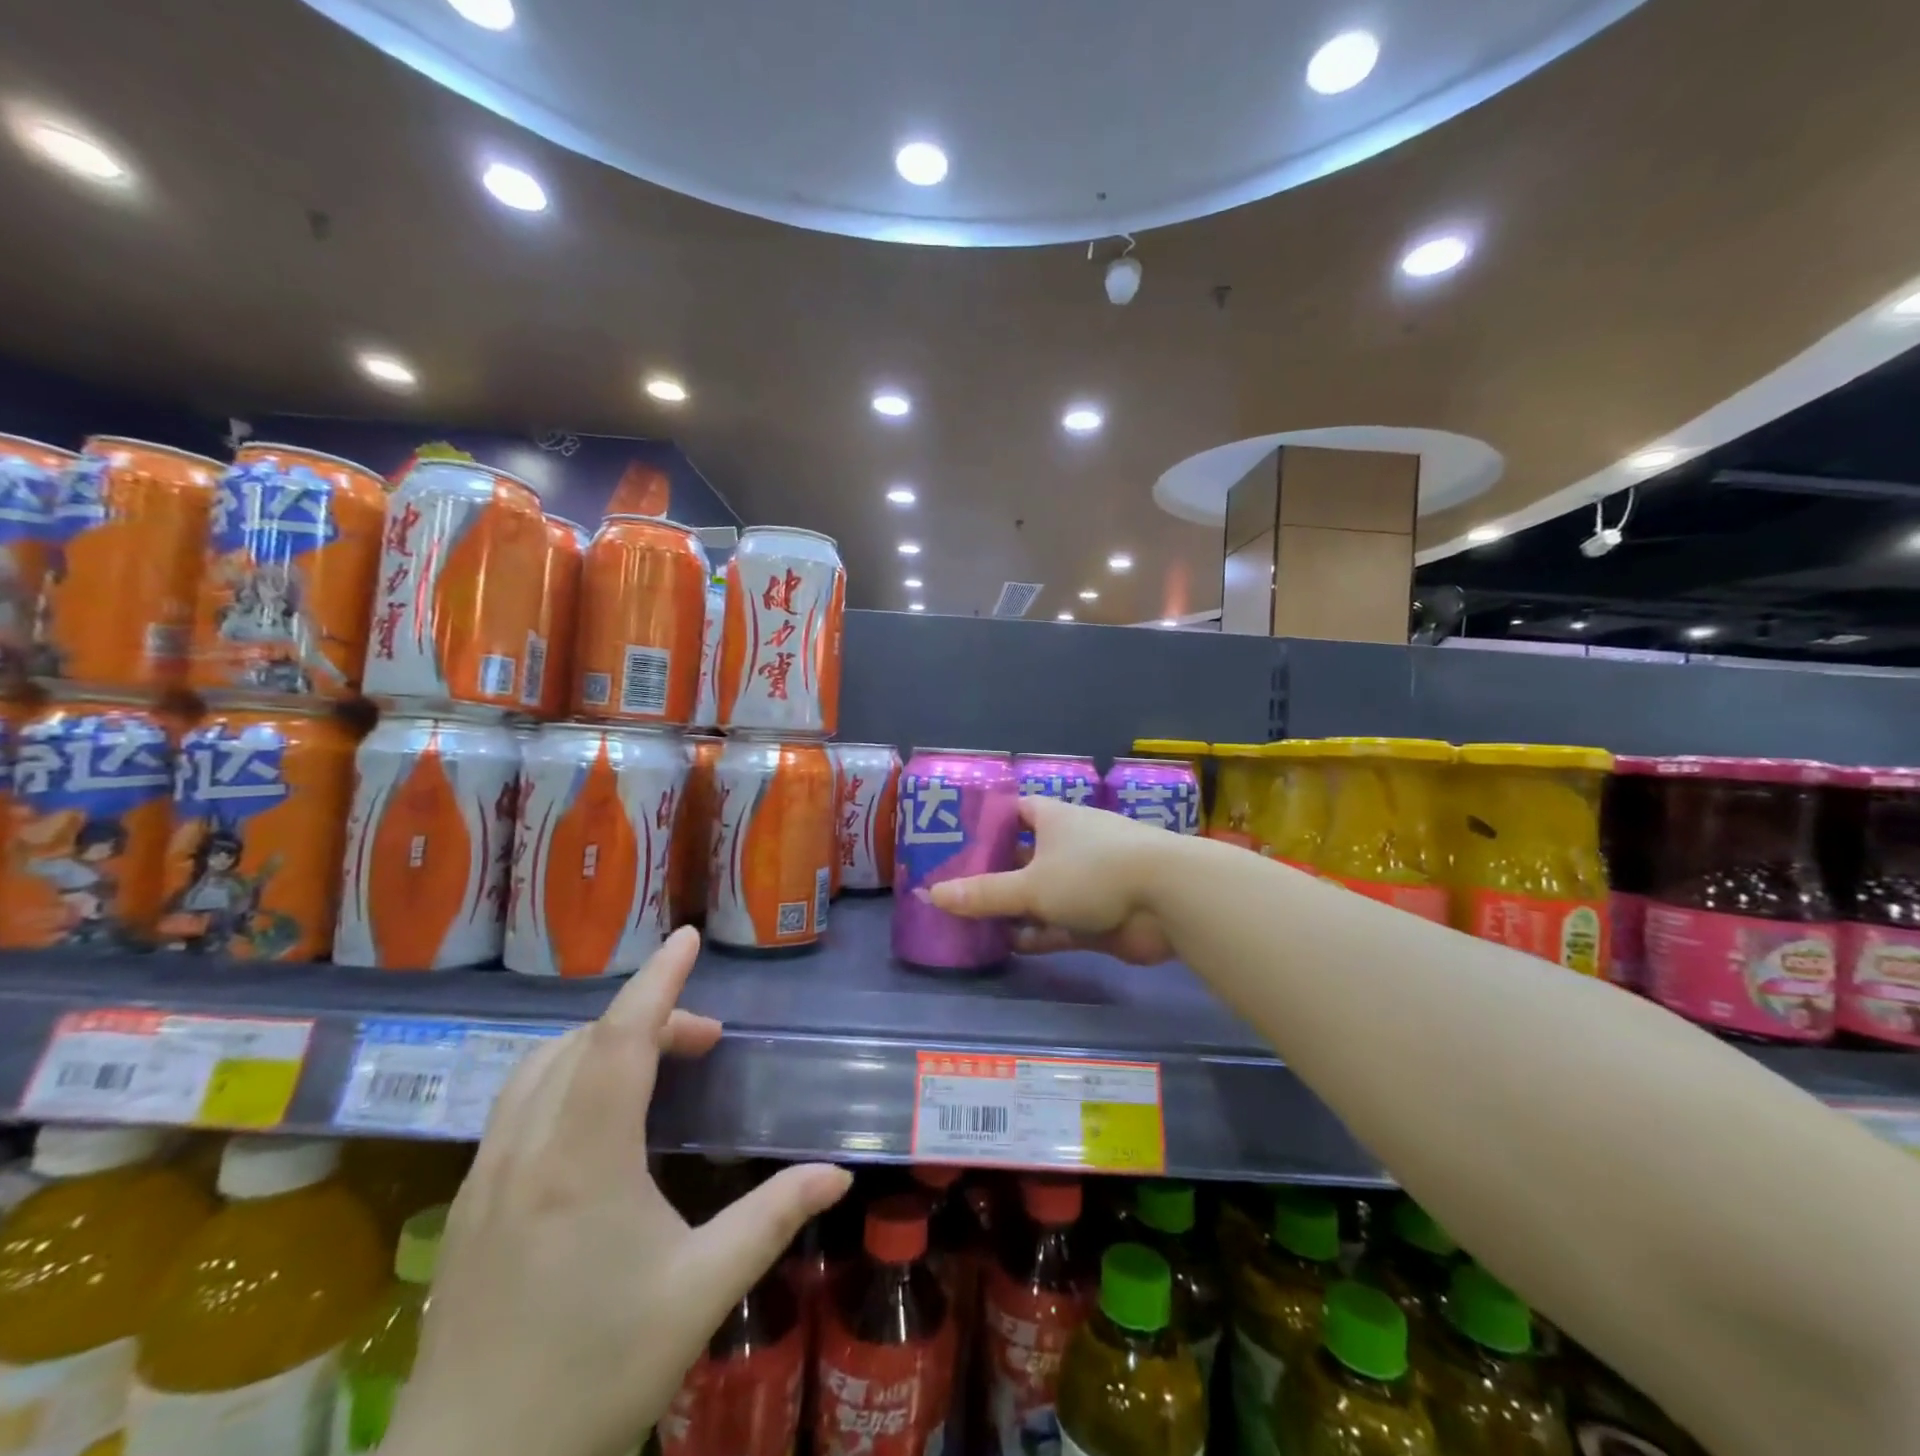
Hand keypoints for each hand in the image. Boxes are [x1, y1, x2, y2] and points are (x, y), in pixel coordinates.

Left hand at [383, 927, 851, 1455]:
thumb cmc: (593, 1376)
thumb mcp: (699, 1293)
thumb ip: (772, 1219)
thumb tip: (837, 1174)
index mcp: (582, 1162)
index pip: (619, 1039)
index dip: (657, 981)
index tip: (687, 937)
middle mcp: (526, 1151)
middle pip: (583, 1042)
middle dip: (647, 1017)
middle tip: (705, 1040)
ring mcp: (486, 1177)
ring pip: (539, 1066)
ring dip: (600, 1042)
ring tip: (654, 1065)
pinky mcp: (468, 1205)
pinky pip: (517, 1102)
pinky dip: (565, 1074)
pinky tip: (595, 1116)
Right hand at [929, 797, 1175, 963]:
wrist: (1166, 898)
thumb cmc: (1092, 871)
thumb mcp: (1031, 884)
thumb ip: (984, 893)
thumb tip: (933, 894)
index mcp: (1052, 819)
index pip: (1014, 812)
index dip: (987, 824)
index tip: (956, 840)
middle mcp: (1068, 845)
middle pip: (1023, 856)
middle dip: (994, 872)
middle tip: (954, 889)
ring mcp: (1085, 882)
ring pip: (1040, 894)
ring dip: (1013, 908)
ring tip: (972, 922)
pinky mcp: (1098, 916)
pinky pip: (1058, 924)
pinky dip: (1036, 934)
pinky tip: (1008, 946)